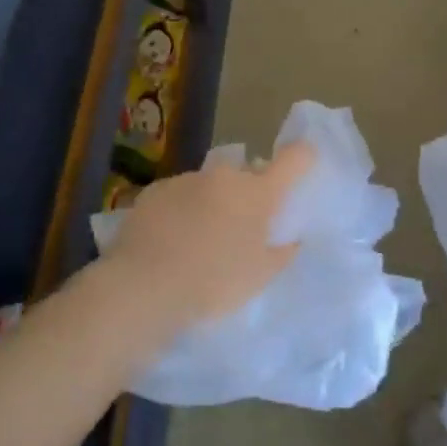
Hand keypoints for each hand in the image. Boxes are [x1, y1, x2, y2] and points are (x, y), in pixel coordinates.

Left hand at [94, 141, 315, 345]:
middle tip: (243, 226)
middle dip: (250, 192)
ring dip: (213, 201)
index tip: (304, 163)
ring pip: (211, 184)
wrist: (142, 288)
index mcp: (258, 193)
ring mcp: (186, 180)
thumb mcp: (259, 277)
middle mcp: (225, 176)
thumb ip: (281, 252)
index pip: (293, 159)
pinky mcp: (154, 191)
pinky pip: (179, 195)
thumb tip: (290, 239)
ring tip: (199, 239)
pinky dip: (182, 209)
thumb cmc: (213, 283)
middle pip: (248, 173)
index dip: (303, 158)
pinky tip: (170, 240)